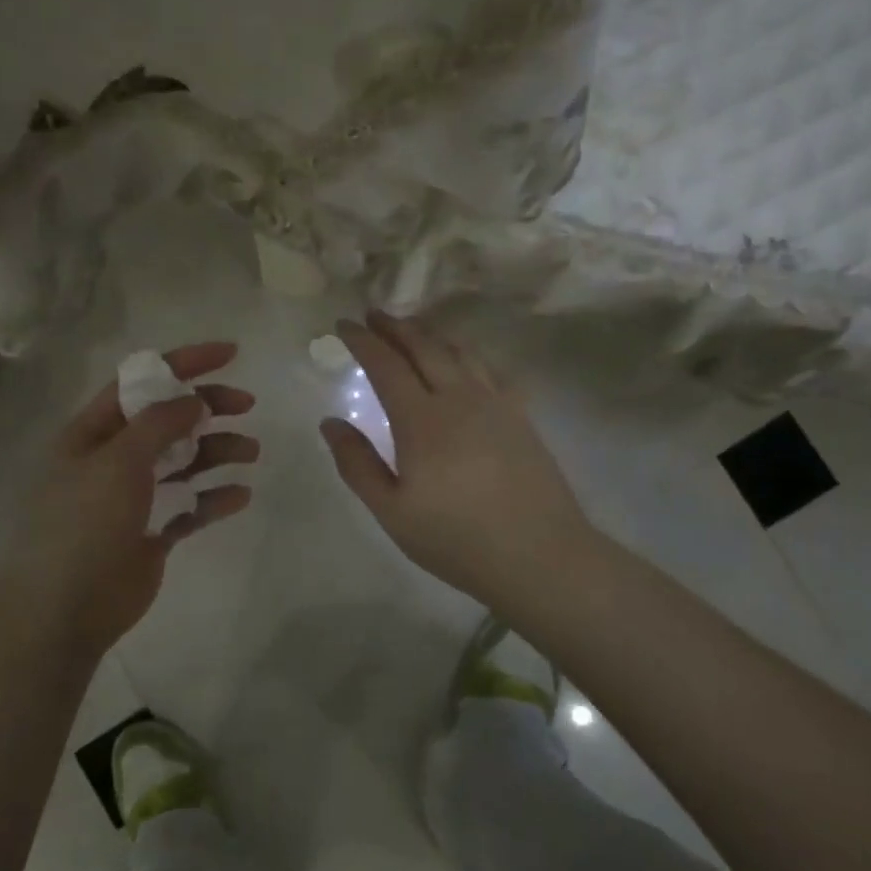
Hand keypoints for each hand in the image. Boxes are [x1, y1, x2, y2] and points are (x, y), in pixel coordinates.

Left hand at [0, 342, 256, 660]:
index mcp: (93, 433)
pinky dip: (214, 498)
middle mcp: (113, 459)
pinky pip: (190, 506)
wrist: (64, 610)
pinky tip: (240, 495)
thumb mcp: (117, 460)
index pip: (141, 382)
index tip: (231, 354)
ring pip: (183, 461)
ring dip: (217, 450)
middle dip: (207, 407)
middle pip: (168, 419)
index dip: (184, 363)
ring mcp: (133, 497)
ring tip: (250, 452)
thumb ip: (159, 423)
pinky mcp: (152, 532)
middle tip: (246, 404)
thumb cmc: (83, 523)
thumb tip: (195, 399)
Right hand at [321, 313, 589, 606]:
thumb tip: (330, 422)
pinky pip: (490, 370)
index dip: (363, 341)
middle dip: (395, 326)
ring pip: (460, 352)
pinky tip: (465, 363)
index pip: (386, 365)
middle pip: (424, 347)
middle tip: (374, 314)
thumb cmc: (457, 539)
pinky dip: (468, 355)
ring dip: (431, 334)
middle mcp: (459, 398)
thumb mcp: (392, 511)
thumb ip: (357, 464)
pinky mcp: (521, 416)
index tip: (344, 324)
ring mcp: (496, 404)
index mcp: (421, 420)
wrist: (541, 556)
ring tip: (413, 329)